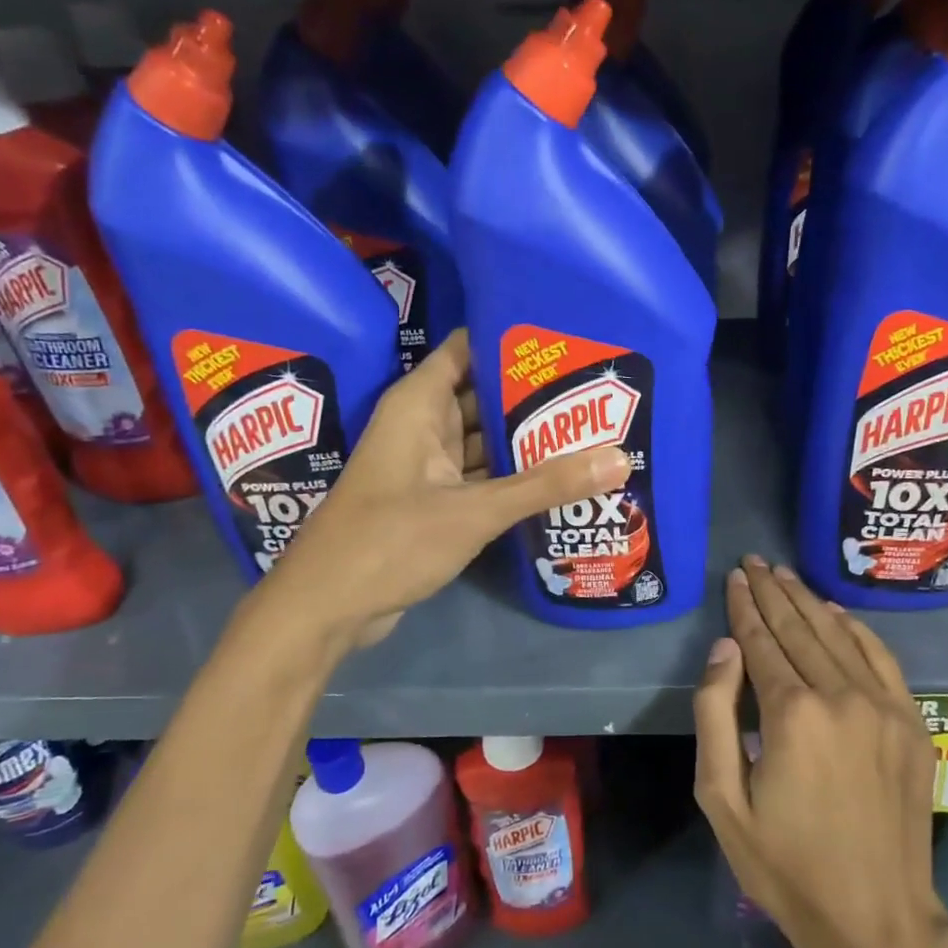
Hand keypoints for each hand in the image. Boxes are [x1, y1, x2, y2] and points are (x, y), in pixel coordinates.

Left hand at [251, 330, 629, 646]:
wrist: (327, 608)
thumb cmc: (390, 541)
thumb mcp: (474, 510)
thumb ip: (545, 485)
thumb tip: (620, 457)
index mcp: (419, 405)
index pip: (468, 349)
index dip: (512, 340)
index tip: (567, 339)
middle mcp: (423, 426)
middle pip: (484, 395)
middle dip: (533, 394)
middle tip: (597, 389)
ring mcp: (428, 467)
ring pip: (484, 440)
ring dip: (526, 439)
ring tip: (590, 428)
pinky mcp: (434, 503)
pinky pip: (480, 477)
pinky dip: (512, 477)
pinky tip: (558, 478)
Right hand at [693, 557, 947, 947]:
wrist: (877, 920)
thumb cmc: (785, 865)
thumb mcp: (722, 799)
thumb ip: (716, 714)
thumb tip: (726, 648)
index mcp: (793, 713)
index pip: (762, 640)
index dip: (745, 606)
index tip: (733, 577)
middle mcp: (842, 696)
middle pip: (800, 627)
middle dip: (772, 591)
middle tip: (753, 562)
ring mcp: (885, 707)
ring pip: (839, 635)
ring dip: (808, 600)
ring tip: (784, 575)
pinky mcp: (911, 724)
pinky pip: (881, 658)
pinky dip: (855, 629)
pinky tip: (836, 612)